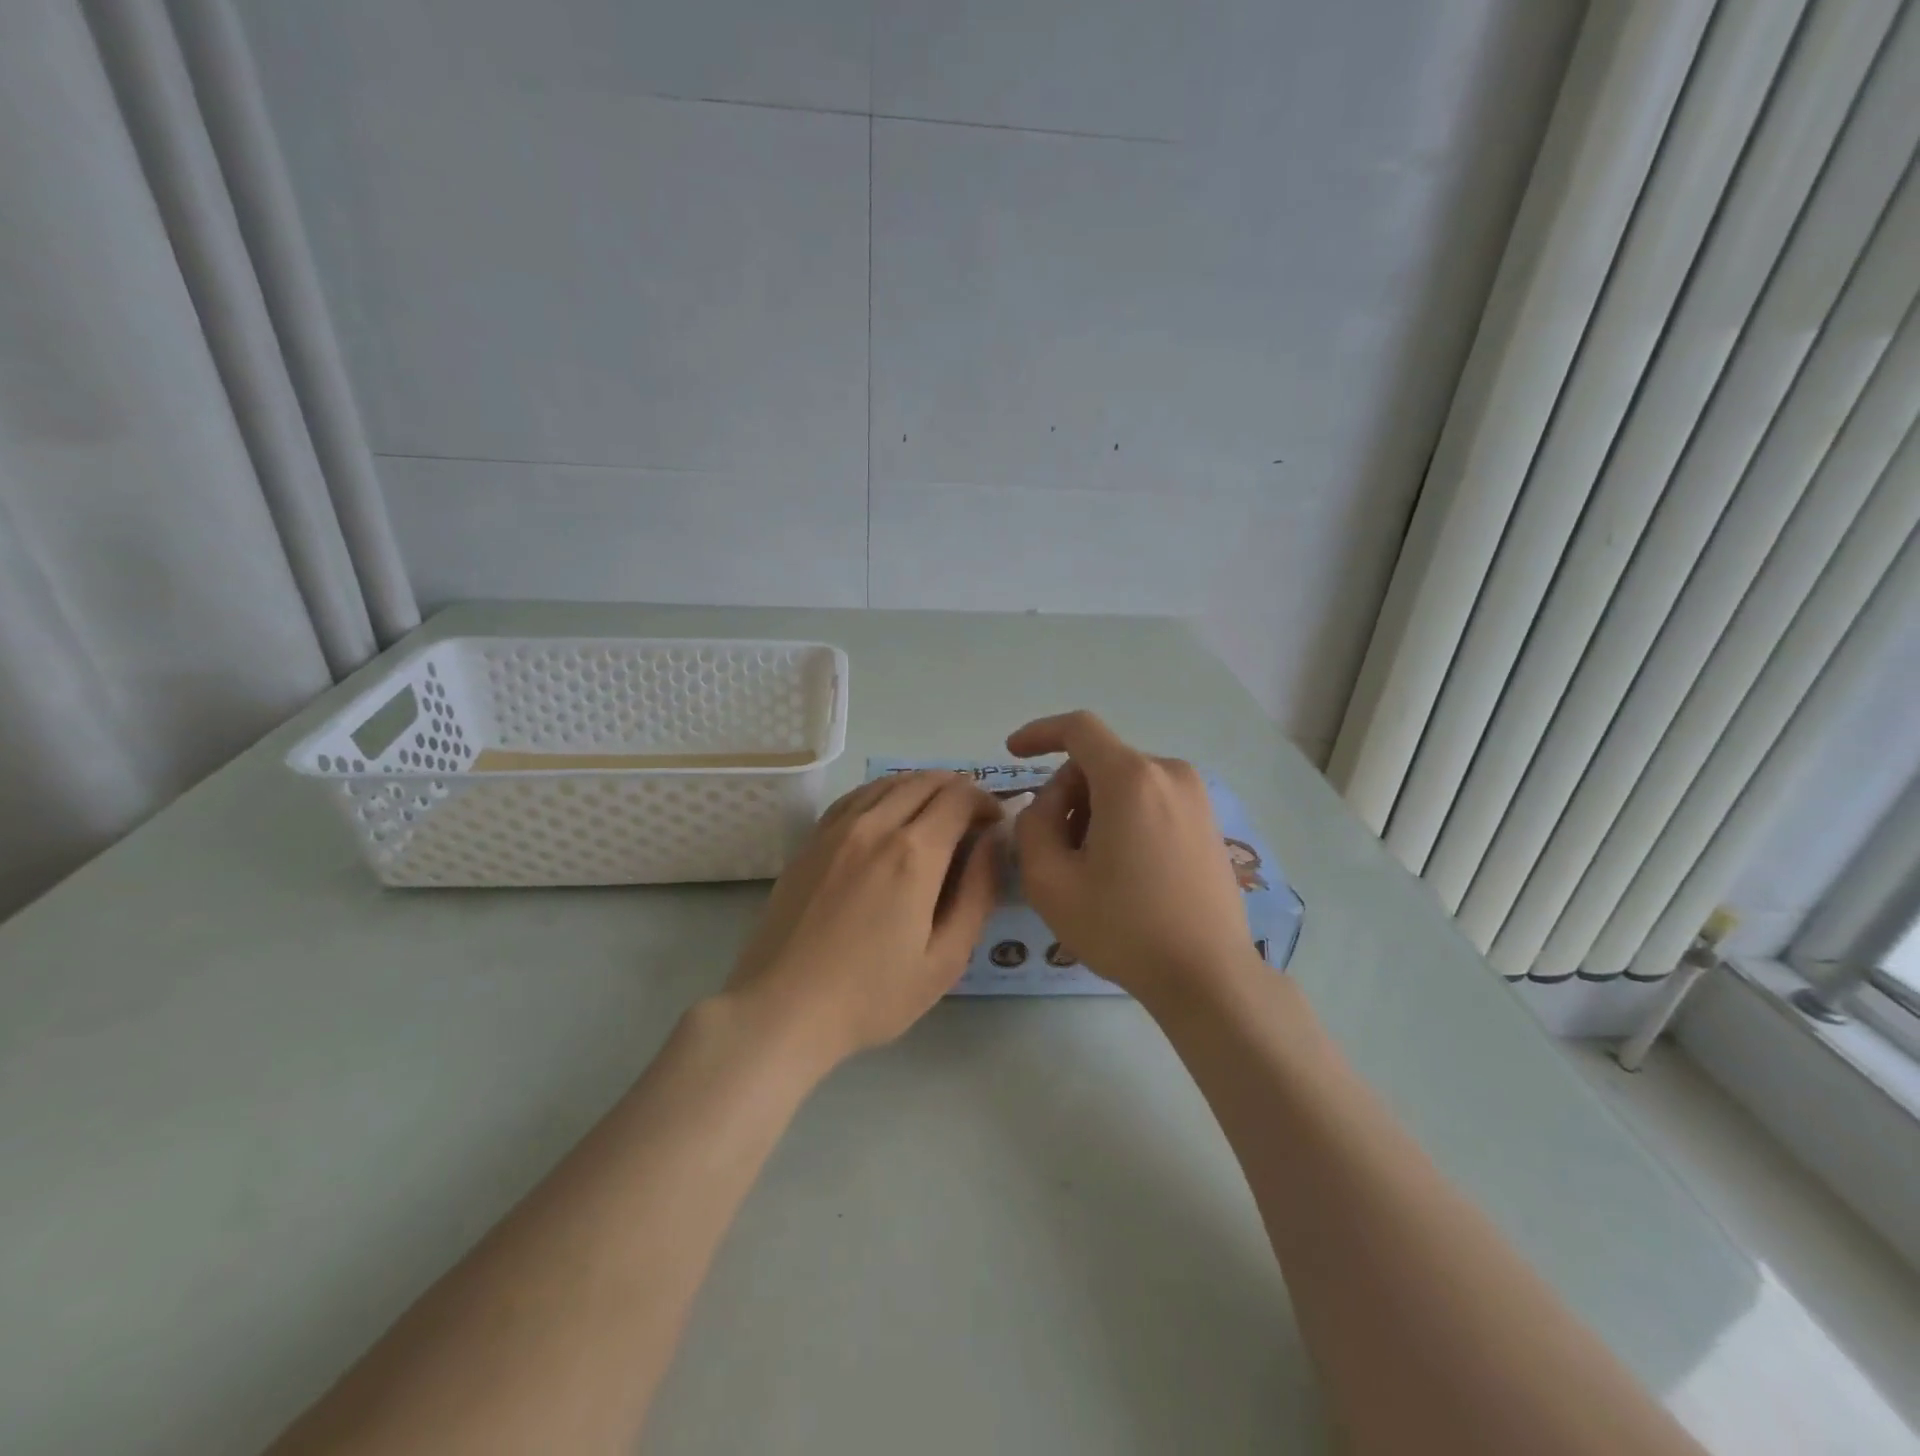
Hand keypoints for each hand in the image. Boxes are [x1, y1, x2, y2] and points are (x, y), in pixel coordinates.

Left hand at [723, 771, 1001, 1067]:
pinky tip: (888, 815)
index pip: (959, 797)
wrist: (783, 1008)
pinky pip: (855, 797)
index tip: (995, 826)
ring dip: (921, 787)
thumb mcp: (945, 959)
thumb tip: (994, 841)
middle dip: (958, 790)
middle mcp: (875, 825)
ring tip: (934, 814)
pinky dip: (883, 793)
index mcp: (914, 853)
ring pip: (888, 782)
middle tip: (971, 820)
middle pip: (925, 781)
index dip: (985, 803)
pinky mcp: (811, 840)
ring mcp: (837, 829)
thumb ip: (978, 893)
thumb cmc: (872, 995)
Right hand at [1008, 711, 1256, 1009]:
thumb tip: (1049, 803)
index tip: (1012, 752)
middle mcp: (1169, 773)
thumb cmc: (1123, 927)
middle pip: (1099, 762)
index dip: (1039, 733)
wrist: (1208, 975)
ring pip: (1125, 783)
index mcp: (1132, 778)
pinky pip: (1151, 800)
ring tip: (1089, 867)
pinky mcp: (1208, 821)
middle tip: (1052, 847)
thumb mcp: (1050, 881)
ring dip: (1094, 809)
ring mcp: (1196, 797)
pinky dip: (1124, 818)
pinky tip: (1122, 869)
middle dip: (1067, 793)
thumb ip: (1033, 825)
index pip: (1078, 728)